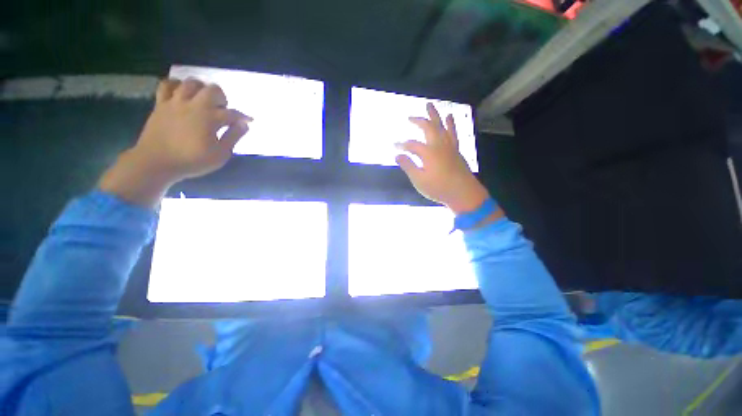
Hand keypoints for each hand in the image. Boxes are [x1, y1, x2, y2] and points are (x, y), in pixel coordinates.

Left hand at [99, 78, 251, 207]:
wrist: (156, 162)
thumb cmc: (192, 160)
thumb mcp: (220, 154)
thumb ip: (233, 137)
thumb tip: (244, 125)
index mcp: (210, 118)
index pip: (232, 113)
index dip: (243, 117)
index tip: (249, 120)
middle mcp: (194, 105)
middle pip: (212, 90)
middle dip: (222, 97)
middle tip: (222, 109)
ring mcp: (175, 102)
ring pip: (191, 83)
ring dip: (201, 88)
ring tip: (204, 99)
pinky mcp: (161, 104)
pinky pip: (166, 85)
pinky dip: (176, 85)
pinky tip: (181, 92)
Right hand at [396, 103, 489, 213]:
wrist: (463, 193)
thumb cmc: (439, 188)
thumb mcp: (419, 180)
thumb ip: (408, 166)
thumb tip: (397, 155)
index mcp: (428, 152)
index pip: (411, 145)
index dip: (401, 145)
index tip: (394, 146)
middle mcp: (439, 145)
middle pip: (428, 127)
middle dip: (418, 120)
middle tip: (410, 117)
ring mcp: (450, 146)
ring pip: (442, 126)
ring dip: (435, 116)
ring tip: (431, 106)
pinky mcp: (456, 150)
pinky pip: (453, 133)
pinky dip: (451, 124)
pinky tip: (450, 119)